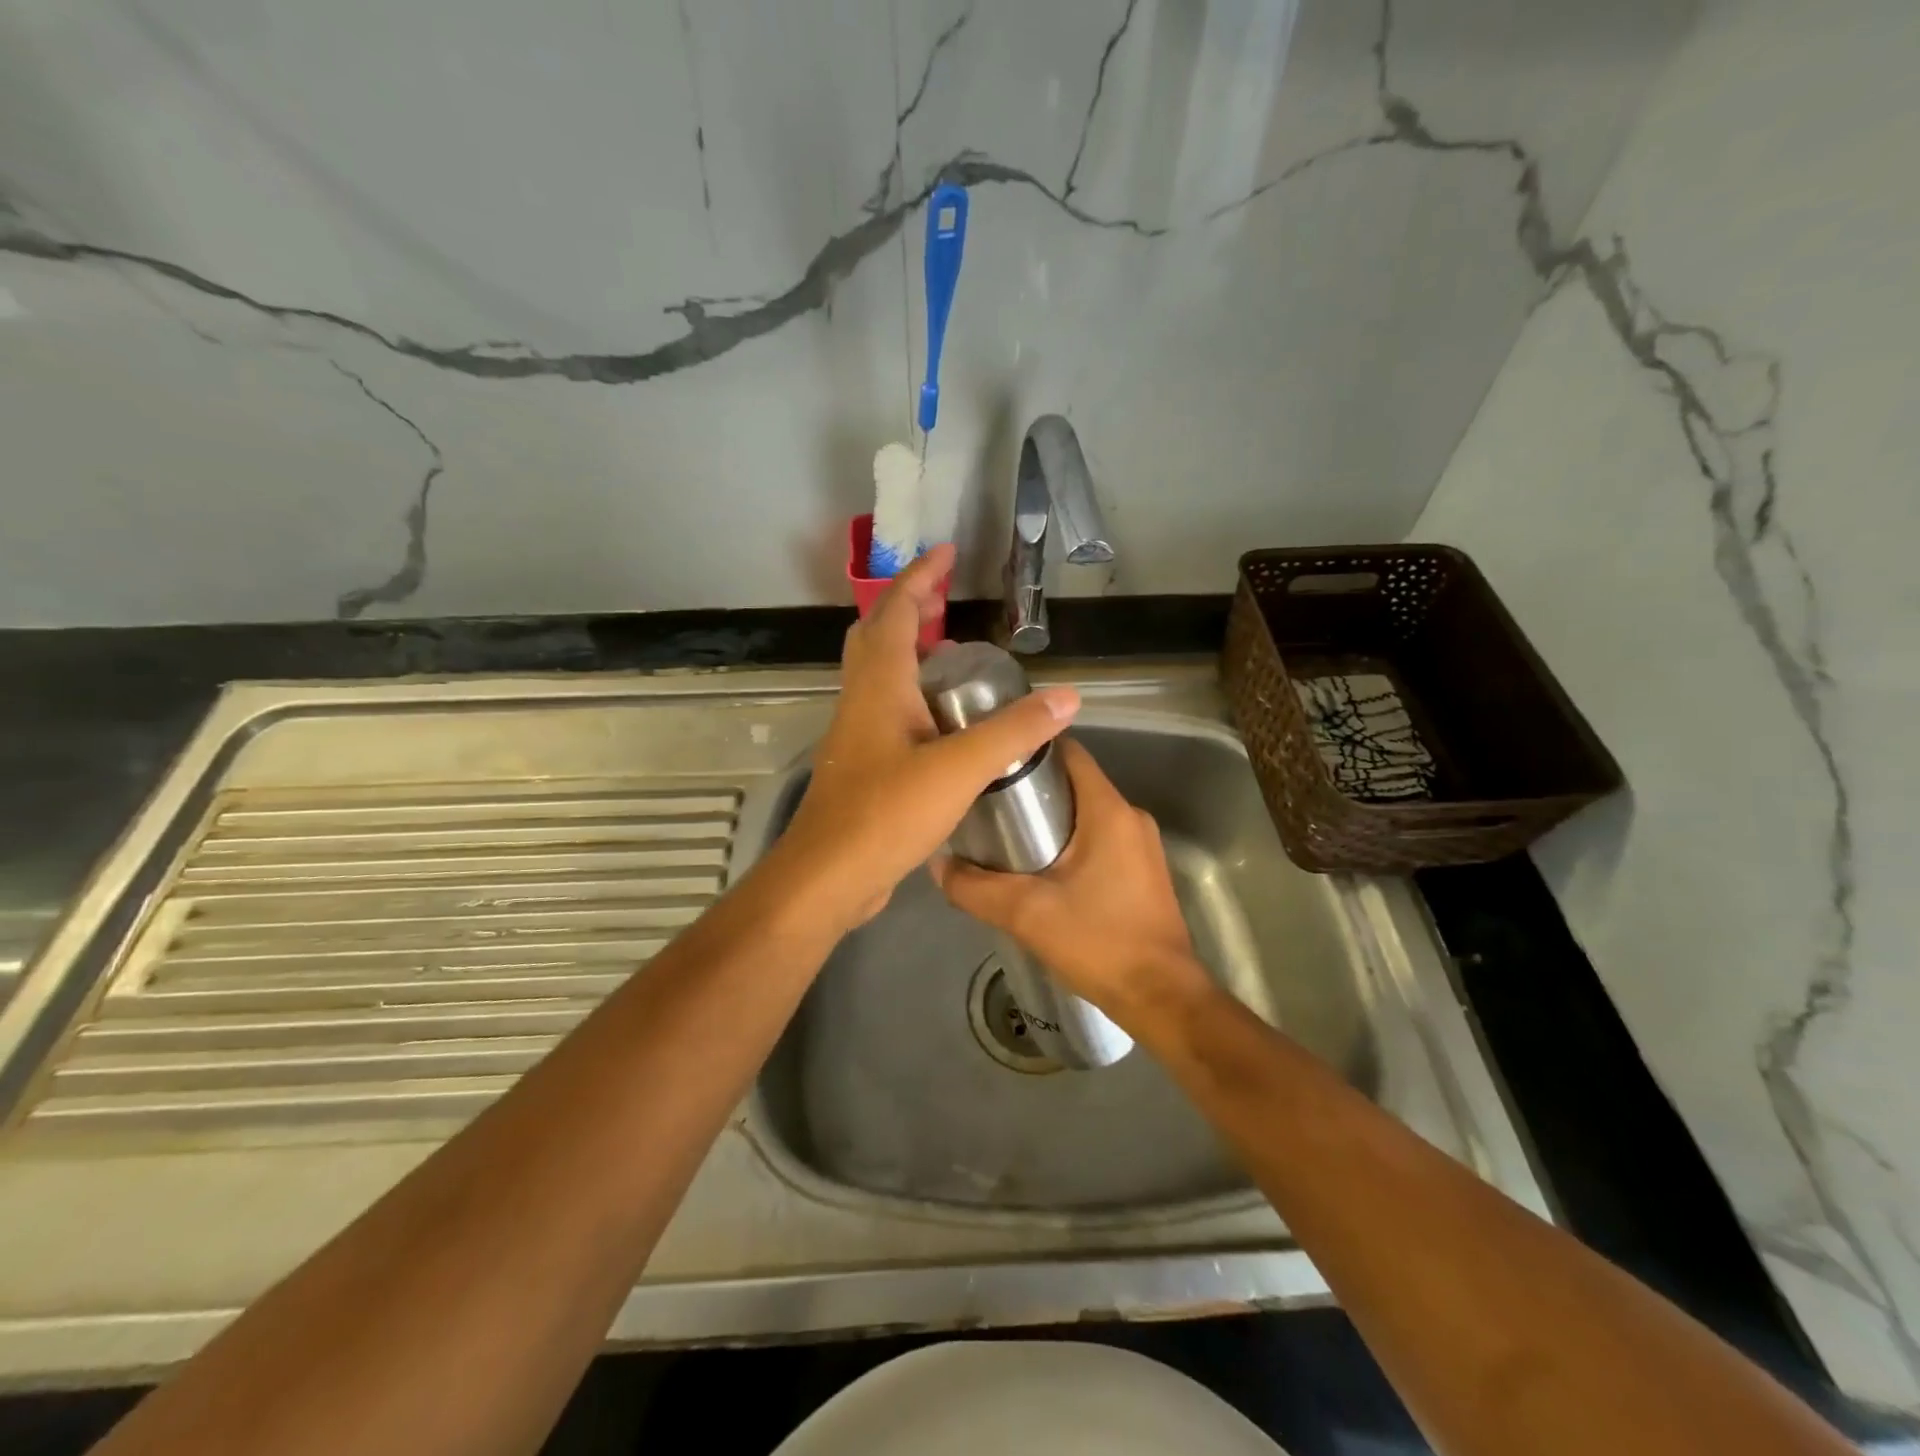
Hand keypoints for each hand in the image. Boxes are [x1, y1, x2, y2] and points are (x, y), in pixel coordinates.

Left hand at [765, 544, 1079, 934]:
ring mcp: (857, 734)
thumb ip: (1013, 732)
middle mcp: (861, 700)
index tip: (946, 552)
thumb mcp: (959, 770)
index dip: (919, 577)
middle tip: (947, 599)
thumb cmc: (885, 815)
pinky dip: (911, 693)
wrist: (828, 878)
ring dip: (908, 650)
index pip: (894, 611)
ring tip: (951, 649)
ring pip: (878, 673)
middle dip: (909, 607)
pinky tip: (941, 719)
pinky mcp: (863, 765)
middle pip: (877, 635)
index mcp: (878, 686)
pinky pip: (886, 709)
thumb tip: (1067, 697)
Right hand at [930, 738, 1210, 1021]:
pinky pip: (1101, 839)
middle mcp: (1131, 817)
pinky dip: (1071, 842)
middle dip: (1033, 790)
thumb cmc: (1098, 941)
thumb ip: (975, 888)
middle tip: (988, 806)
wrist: (1160, 997)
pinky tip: (1041, 870)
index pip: (1069, 753)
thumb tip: (937, 864)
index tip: (992, 762)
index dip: (1029, 750)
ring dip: (1050, 819)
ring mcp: (1142, 845)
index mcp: (1109, 811)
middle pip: (1075, 783)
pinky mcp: (1143, 871)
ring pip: (1087, 814)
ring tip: (1006, 838)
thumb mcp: (1026, 914)